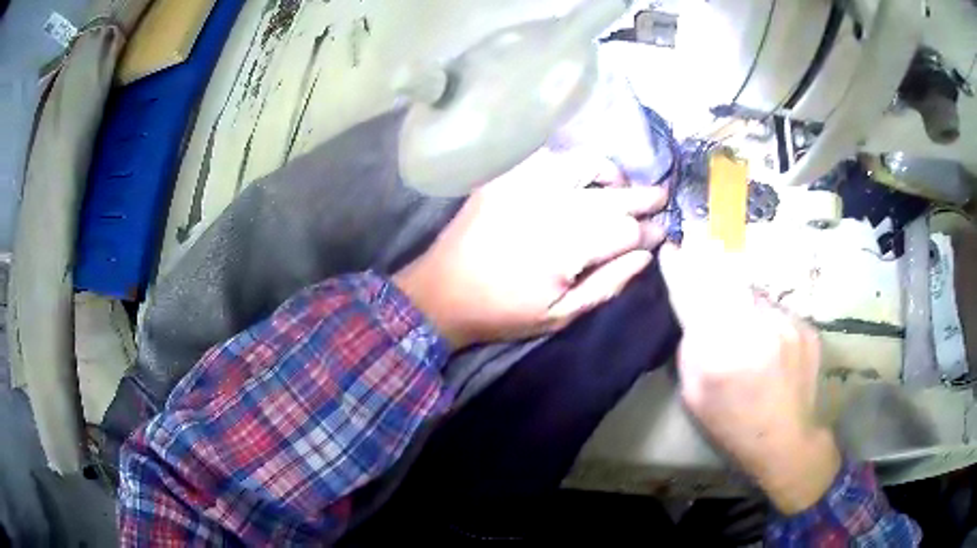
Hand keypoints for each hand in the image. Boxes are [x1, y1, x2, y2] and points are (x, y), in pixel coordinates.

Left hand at [393, 153, 666, 348]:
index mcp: (565, 245)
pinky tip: (578, 177)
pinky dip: (571, 163)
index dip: (648, 231)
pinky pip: (548, 156)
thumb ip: (608, 284)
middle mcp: (550, 205)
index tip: (662, 231)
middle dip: (643, 196)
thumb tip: (646, 255)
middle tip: (661, 197)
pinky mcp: (505, 177)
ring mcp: (524, 184)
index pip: (625, 229)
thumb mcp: (560, 315)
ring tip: (620, 186)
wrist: (441, 292)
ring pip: (583, 163)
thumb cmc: (502, 312)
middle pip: (612, 193)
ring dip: (609, 173)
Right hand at [660, 243, 840, 514]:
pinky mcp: (805, 326)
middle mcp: (755, 329)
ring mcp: (786, 324)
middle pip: (726, 279)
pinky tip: (767, 340)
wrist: (787, 440)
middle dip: (710, 261)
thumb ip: (691, 349)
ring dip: (741, 296)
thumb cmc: (732, 425)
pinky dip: (765, 317)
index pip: (694, 297)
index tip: (671, 248)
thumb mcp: (695, 396)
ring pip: (753, 293)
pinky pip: (775, 310)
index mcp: (720, 354)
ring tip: (742, 321)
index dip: (680, 269)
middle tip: (701, 248)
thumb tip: (693, 313)